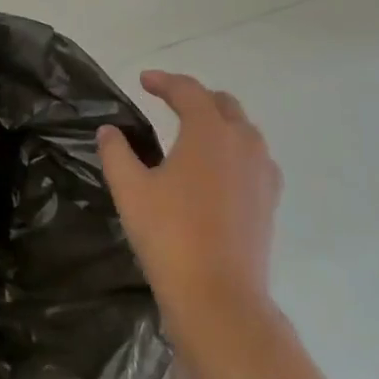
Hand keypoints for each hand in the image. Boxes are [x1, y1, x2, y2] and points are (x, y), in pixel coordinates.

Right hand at [97, 71, 281, 335]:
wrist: (218, 297)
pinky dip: (233, 150)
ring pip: (243, 130)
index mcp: (209, 132)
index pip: (188, 91)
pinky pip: (254, 158)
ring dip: (218, 122)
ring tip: (191, 133)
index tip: (143, 81)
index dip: (164, 81)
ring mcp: (263, 172)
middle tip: (168, 102)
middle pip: (223, 104)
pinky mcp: (270, 200)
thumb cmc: (170, 235)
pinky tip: (216, 170)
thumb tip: (109, 131)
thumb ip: (116, 152)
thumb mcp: (130, 189)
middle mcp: (243, 143)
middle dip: (194, 97)